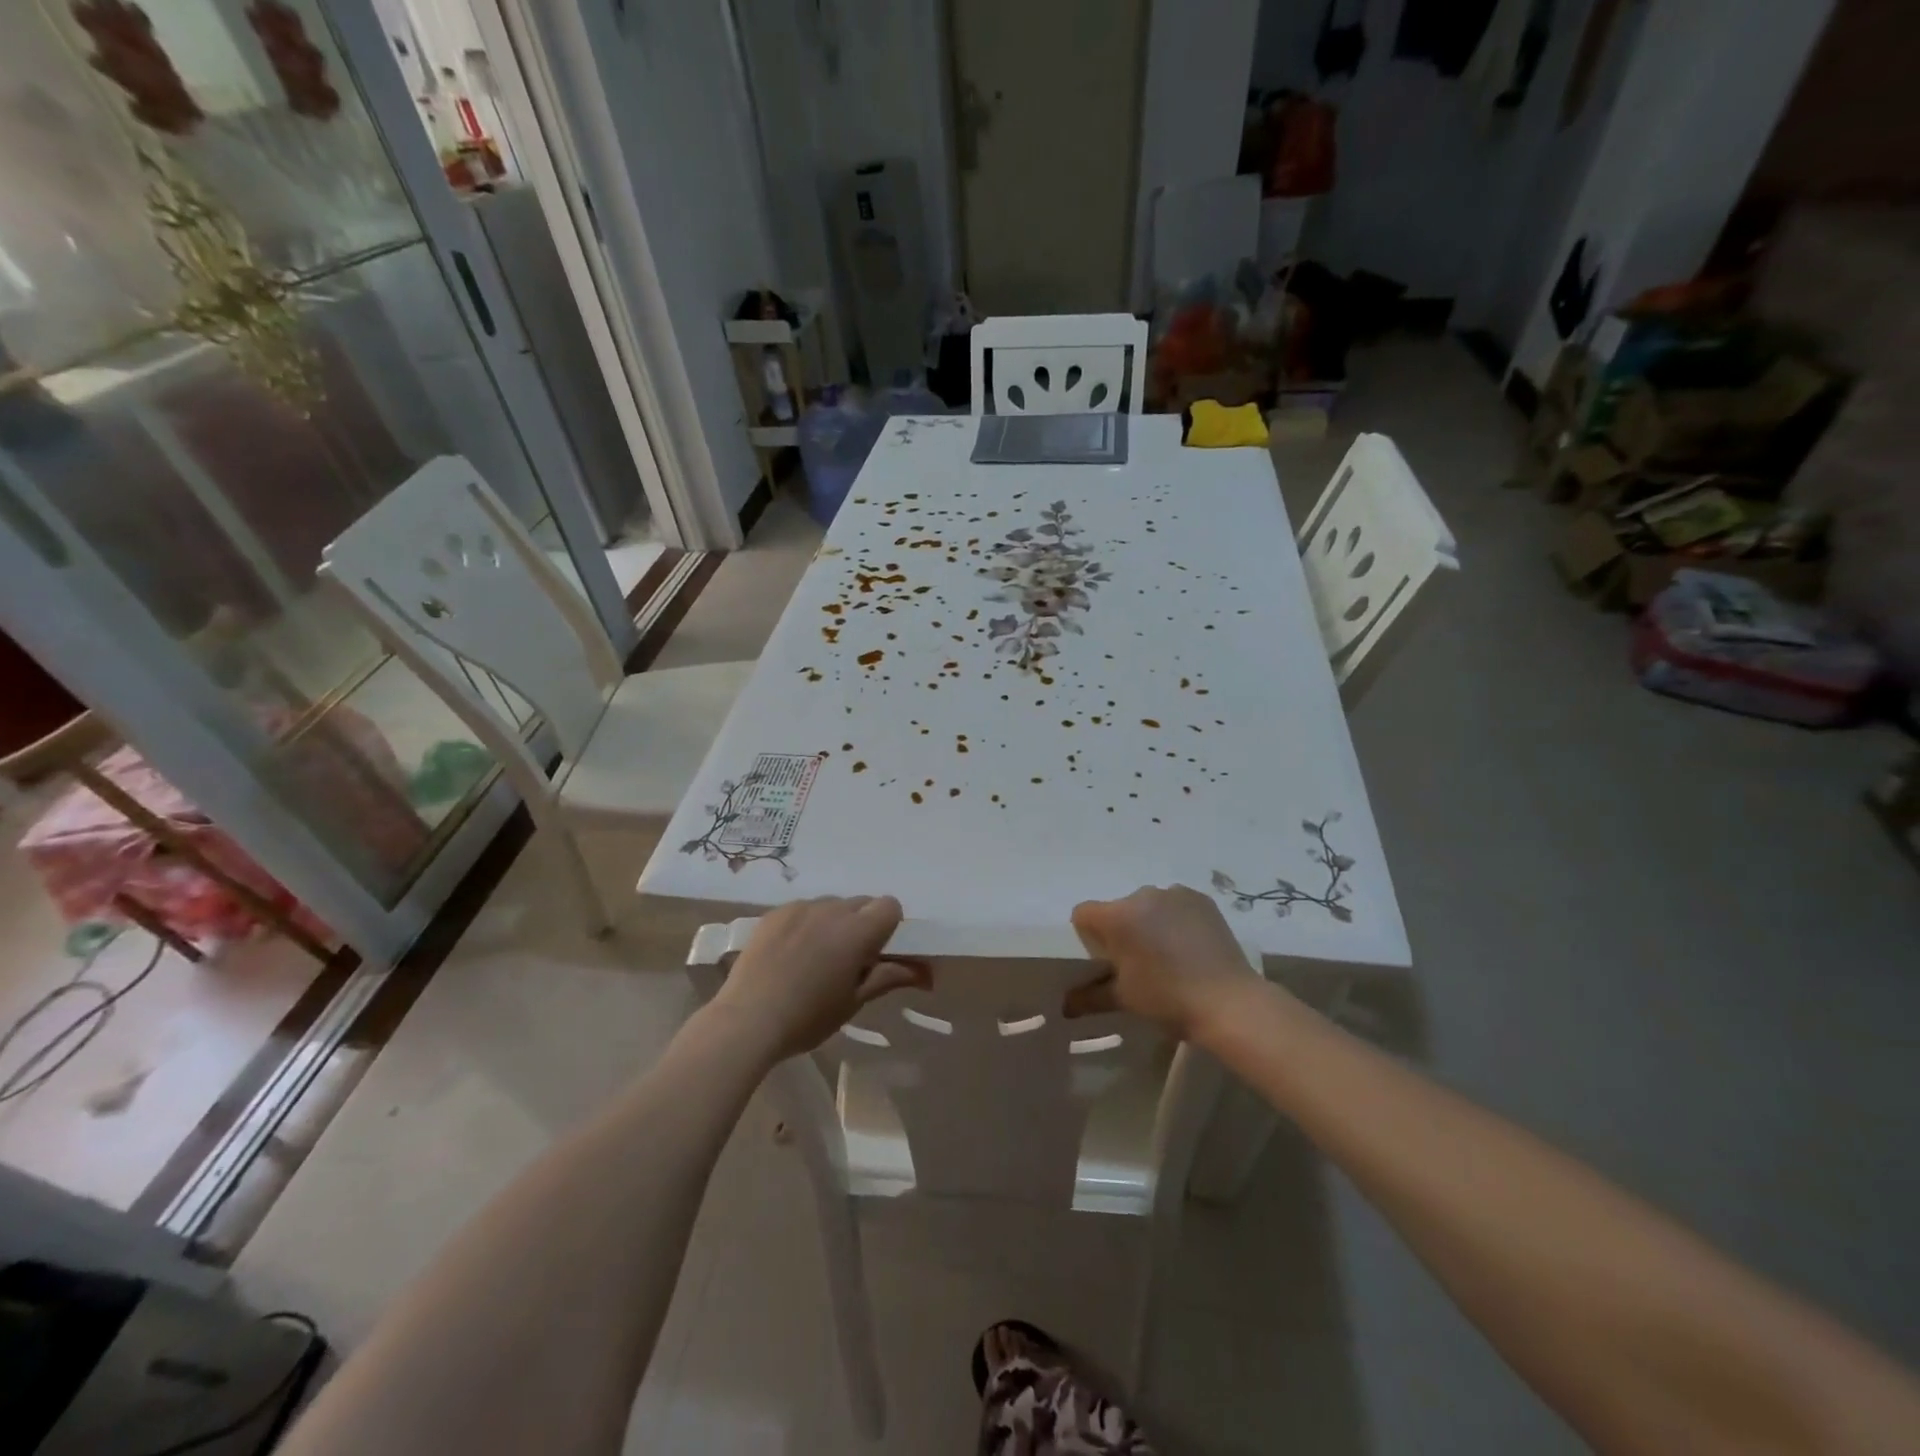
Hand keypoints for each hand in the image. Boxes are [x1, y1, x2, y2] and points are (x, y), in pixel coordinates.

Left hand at [709, 896, 927, 1060]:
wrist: (747, 1020)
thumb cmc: (809, 1017)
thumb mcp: (854, 1000)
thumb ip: (889, 977)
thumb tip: (925, 973)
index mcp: (858, 931)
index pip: (890, 905)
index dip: (889, 926)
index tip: (877, 953)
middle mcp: (832, 909)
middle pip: (861, 903)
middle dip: (863, 924)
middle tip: (849, 960)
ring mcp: (800, 907)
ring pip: (831, 905)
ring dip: (834, 923)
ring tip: (815, 958)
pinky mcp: (775, 913)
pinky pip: (803, 909)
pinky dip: (807, 924)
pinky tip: (791, 954)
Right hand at [1065, 885, 1261, 1038]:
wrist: (1230, 1003)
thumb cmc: (1168, 999)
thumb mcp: (1123, 999)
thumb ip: (1088, 997)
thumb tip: (1064, 1007)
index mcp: (1117, 916)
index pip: (1084, 914)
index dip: (1088, 936)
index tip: (1105, 959)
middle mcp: (1142, 895)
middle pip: (1118, 909)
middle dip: (1122, 930)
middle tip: (1138, 962)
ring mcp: (1174, 893)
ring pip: (1148, 905)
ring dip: (1150, 922)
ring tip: (1169, 954)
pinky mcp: (1201, 899)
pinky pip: (1176, 904)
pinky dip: (1176, 919)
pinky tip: (1189, 945)